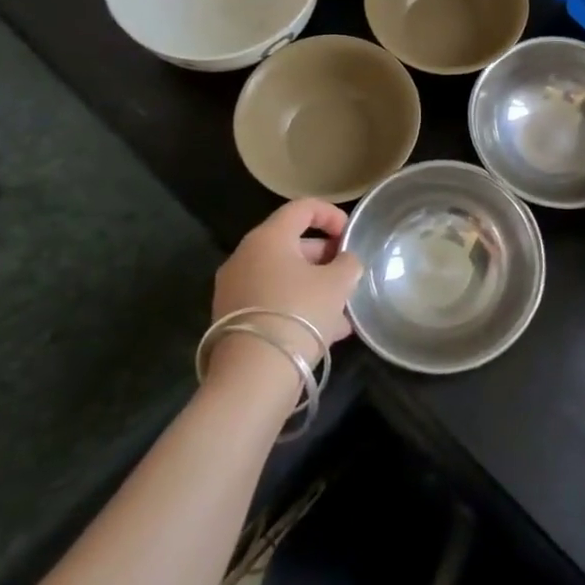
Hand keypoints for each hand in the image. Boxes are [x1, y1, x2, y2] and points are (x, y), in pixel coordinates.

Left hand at [208, 200, 362, 372]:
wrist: (253, 377)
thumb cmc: (299, 314)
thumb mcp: (338, 283)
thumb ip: (348, 264)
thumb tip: (344, 262)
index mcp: (268, 238)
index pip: (302, 207)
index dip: (331, 214)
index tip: (351, 235)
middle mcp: (245, 257)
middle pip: (291, 244)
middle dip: (325, 257)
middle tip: (348, 274)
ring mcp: (234, 290)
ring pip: (283, 277)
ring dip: (315, 286)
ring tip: (344, 310)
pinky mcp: (233, 320)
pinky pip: (272, 301)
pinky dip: (298, 306)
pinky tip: (326, 332)